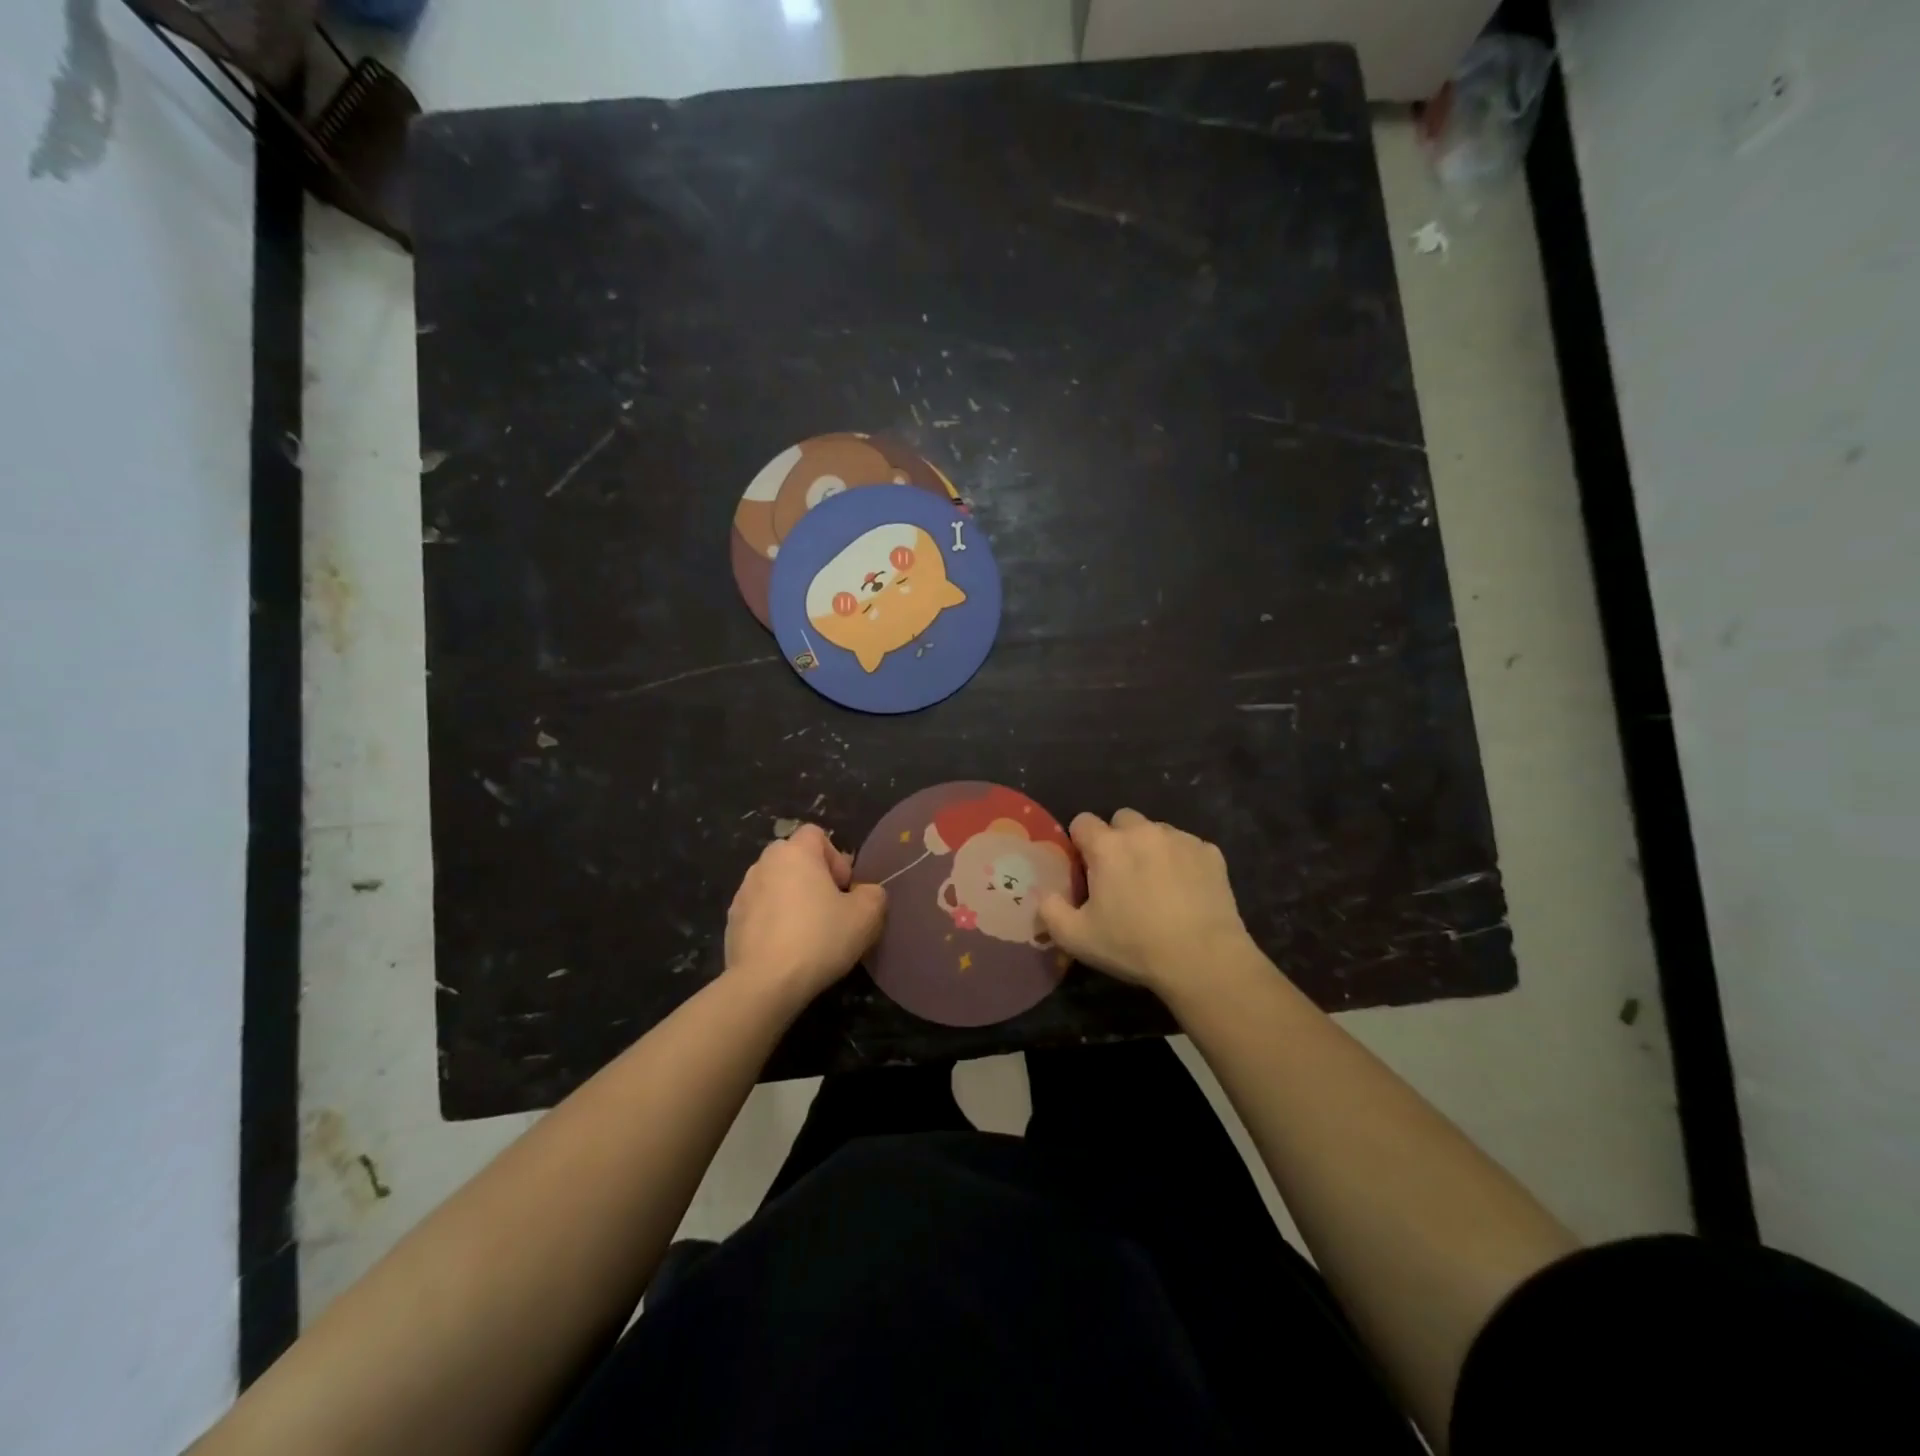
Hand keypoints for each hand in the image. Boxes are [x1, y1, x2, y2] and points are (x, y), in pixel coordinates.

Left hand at [725, 824, 885, 999]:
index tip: (843, 889)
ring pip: (775, 885)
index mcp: (794, 852)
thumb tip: (865, 892)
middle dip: (813, 878)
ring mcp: (743, 892)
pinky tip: (785, 949)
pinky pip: (760, 911)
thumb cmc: (819, 938)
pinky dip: (773, 922)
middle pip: (794, 858)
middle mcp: (764, 864)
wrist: (765, 983)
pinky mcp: (731, 921)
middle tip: (829, 909)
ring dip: (791, 900)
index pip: (816, 834)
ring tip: (807, 933)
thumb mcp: (866, 916)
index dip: (835, 857)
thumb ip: (873, 894)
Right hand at [1039, 809, 1252, 994]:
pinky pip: (1188, 847)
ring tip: (1156, 883)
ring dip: (1150, 848)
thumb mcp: (1076, 938)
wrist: (1203, 959)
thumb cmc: (1133, 946)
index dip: (1081, 842)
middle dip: (1117, 839)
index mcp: (1107, 846)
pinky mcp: (1210, 853)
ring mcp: (1180, 839)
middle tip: (1121, 874)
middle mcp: (1142, 832)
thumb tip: (1043, 894)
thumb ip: (1050, 910)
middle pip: (1122, 819)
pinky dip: (1182, 861)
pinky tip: (1185, 890)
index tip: (1086, 868)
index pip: (1083, 821)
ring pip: (1156, 831)